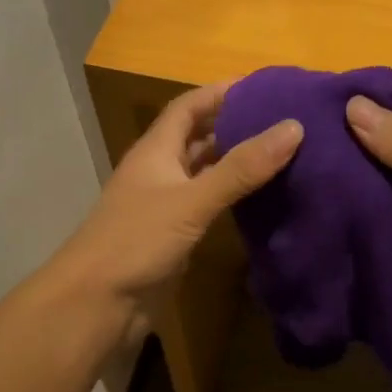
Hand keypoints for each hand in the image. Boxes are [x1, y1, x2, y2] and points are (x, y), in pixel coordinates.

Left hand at [56, 81, 300, 335]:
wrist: (97, 304)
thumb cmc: (136, 241)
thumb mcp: (192, 200)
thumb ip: (241, 168)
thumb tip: (294, 127)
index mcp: (156, 151)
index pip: (189, 107)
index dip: (221, 92)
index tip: (264, 86)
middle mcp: (160, 171)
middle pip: (199, 137)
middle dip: (235, 125)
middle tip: (284, 121)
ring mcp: (166, 205)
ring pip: (205, 173)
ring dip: (236, 163)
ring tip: (282, 154)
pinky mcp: (174, 236)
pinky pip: (209, 206)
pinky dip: (233, 197)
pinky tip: (262, 200)